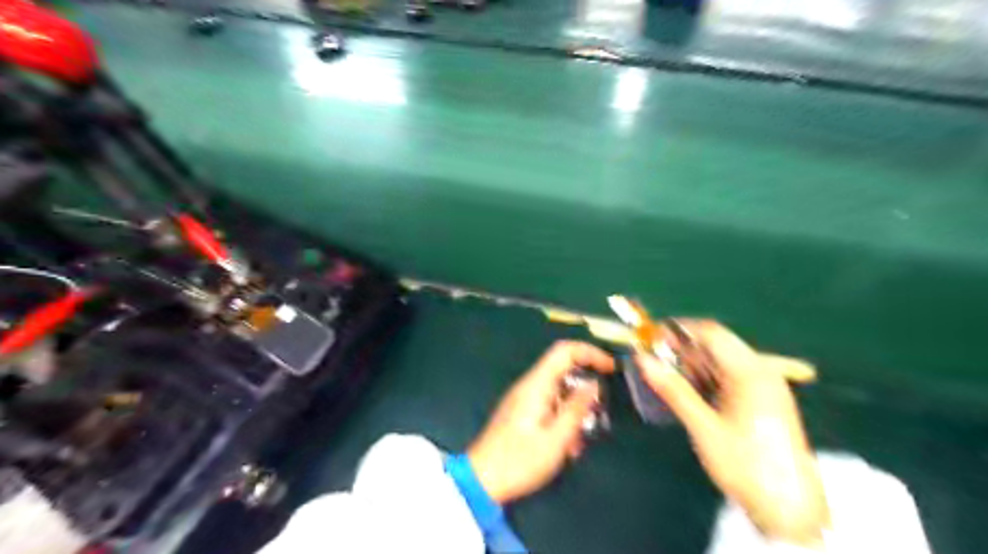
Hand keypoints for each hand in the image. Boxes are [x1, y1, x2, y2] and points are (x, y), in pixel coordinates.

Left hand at [468, 340, 613, 504]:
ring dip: (575, 411)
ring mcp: (524, 398)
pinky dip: (563, 419)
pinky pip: (550, 405)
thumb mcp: (556, 440)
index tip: (612, 368)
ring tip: (578, 442)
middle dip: (585, 390)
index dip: (590, 353)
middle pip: (564, 371)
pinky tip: (567, 447)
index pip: (564, 351)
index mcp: (536, 385)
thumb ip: (576, 409)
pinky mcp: (522, 412)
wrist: (481, 481)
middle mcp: (529, 385)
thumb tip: (594, 385)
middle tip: (598, 415)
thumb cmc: (519, 461)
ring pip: (559, 391)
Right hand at [638, 320, 827, 543]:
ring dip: (693, 364)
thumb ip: (673, 390)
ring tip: (666, 378)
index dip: (679, 330)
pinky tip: (689, 392)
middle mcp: (761, 371)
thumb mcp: (704, 427)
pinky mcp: (763, 400)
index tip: (650, 339)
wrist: (790, 510)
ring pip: (722, 361)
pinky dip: (707, 379)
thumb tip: (643, 360)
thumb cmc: (745, 465)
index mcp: (751, 372)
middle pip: (717, 345)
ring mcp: (764, 386)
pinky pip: (729, 377)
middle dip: (683, 349)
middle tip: (654, 362)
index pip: (711, 333)